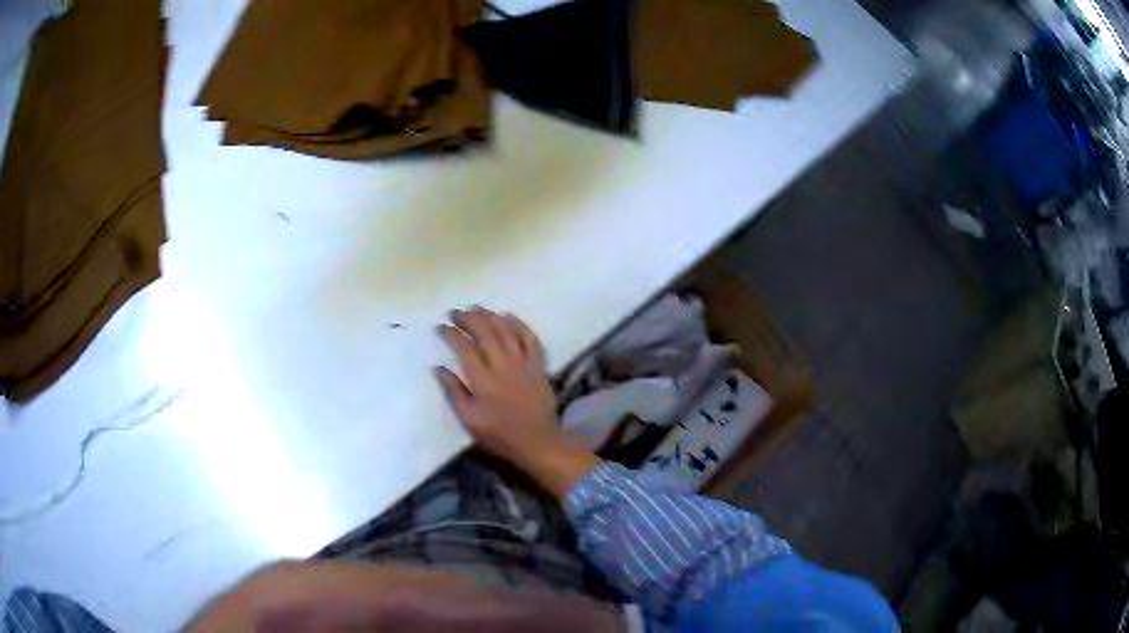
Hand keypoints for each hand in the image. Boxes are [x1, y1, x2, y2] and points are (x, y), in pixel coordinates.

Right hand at [435, 308, 596, 497]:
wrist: (537, 441)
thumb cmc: (499, 434)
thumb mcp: (468, 419)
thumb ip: (453, 391)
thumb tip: (438, 368)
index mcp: (483, 380)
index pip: (464, 347)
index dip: (451, 334)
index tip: (441, 327)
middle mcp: (503, 365)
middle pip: (485, 332)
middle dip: (468, 318)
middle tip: (455, 312)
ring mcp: (523, 363)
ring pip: (506, 330)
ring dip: (490, 315)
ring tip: (477, 308)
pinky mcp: (538, 365)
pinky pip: (529, 337)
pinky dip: (518, 323)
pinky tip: (507, 316)